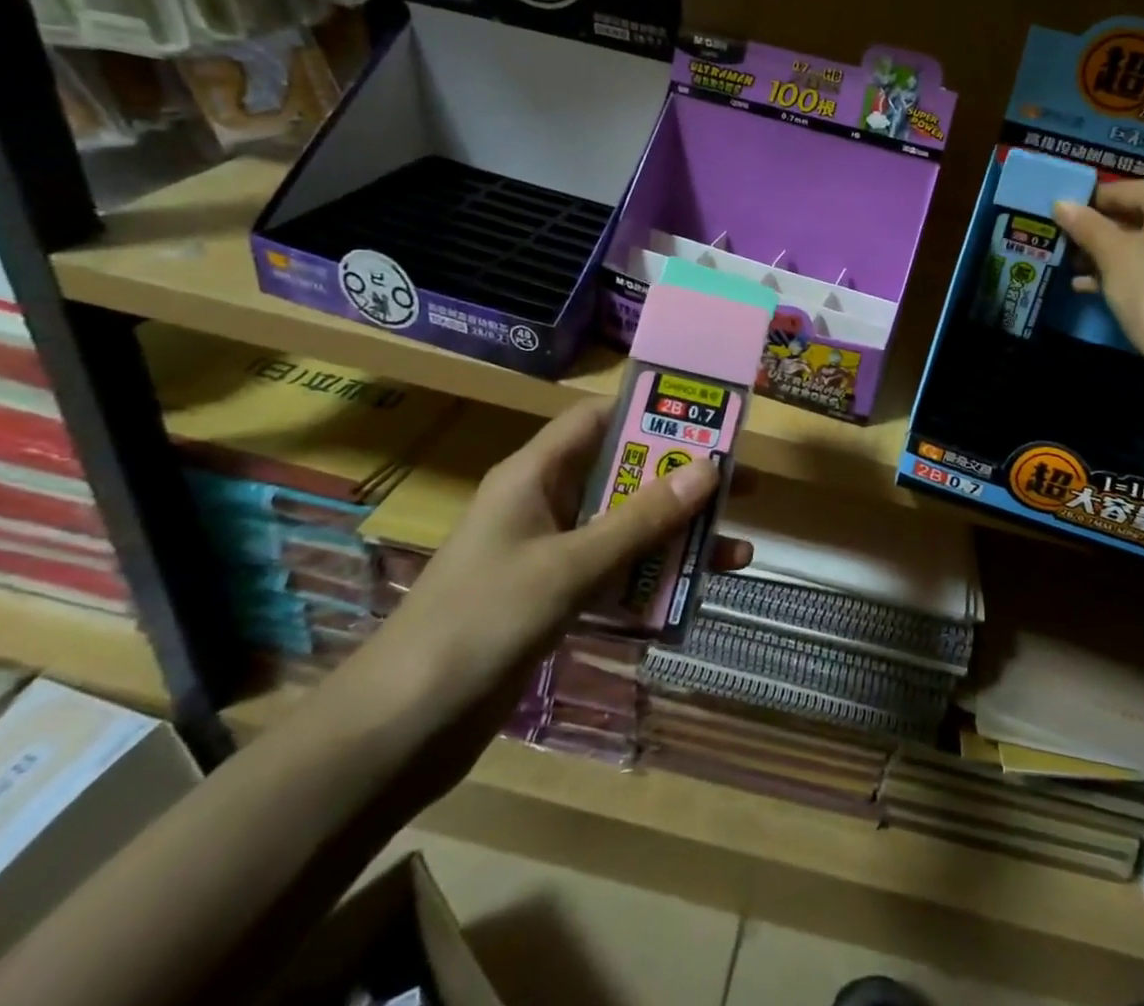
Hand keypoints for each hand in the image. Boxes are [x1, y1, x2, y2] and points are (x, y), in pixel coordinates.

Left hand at [335, 397, 750, 790]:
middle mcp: (545, 504)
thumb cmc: (480, 623)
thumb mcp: (569, 567)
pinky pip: (616, 574)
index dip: (650, 412)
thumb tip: (709, 468)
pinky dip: (652, 580)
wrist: (400, 731)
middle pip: (624, 475)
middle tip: (742, 486)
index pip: (597, 420)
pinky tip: (692, 595)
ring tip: (737, 550)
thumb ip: (640, 520)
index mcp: (534, 476)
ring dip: (677, 537)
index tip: (708, 418)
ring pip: (627, 529)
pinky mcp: (555, 599)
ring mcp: (550, 554)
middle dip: (681, 481)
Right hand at [1052, 178, 1143, 386]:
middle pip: (1136, 214)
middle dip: (1096, 233)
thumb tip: (1060, 204)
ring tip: (1070, 268)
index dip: (1084, 206)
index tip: (1053, 221)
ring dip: (1107, 254)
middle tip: (1060, 246)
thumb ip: (1086, 226)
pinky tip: (1091, 286)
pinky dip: (1129, 269)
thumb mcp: (1113, 256)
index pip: (1121, 191)